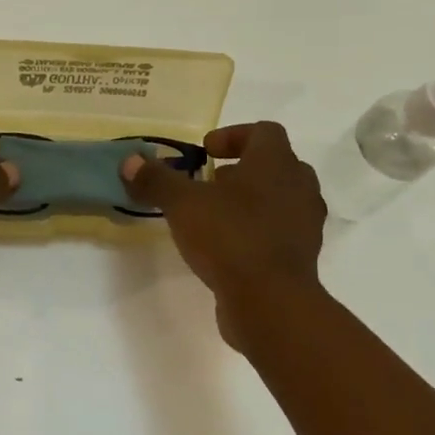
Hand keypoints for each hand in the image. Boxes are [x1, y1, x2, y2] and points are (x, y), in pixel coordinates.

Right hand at [121, 122, 326, 342]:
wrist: (271, 302)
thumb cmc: (230, 237)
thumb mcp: (183, 204)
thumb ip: (157, 180)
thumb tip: (130, 161)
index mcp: (275, 163)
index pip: (265, 132)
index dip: (234, 135)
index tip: (206, 151)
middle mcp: (298, 187)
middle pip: (276, 164)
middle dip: (242, 169)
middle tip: (210, 182)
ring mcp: (305, 224)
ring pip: (280, 199)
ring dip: (251, 201)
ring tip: (215, 215)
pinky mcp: (302, 257)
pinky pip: (280, 231)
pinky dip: (257, 230)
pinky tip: (227, 247)